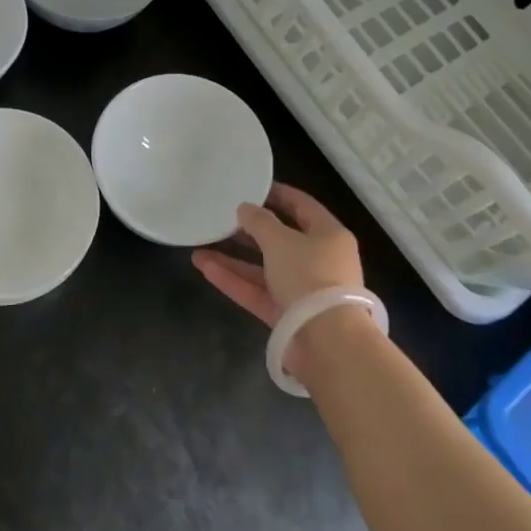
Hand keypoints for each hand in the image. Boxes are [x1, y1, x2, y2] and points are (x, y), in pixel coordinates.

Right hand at [191, 183, 364, 327]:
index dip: (278, 195)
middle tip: (221, 219)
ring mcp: (302, 290)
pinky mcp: (287, 315)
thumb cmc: (310, 277)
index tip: (251, 187)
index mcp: (329, 235)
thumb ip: (259, 222)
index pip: (302, 206)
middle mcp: (319, 260)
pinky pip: (258, 291)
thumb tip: (245, 208)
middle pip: (281, 239)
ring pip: (264, 268)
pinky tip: (205, 268)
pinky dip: (234, 280)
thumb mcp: (281, 241)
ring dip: (234, 258)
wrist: (328, 343)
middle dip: (249, 230)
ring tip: (200, 246)